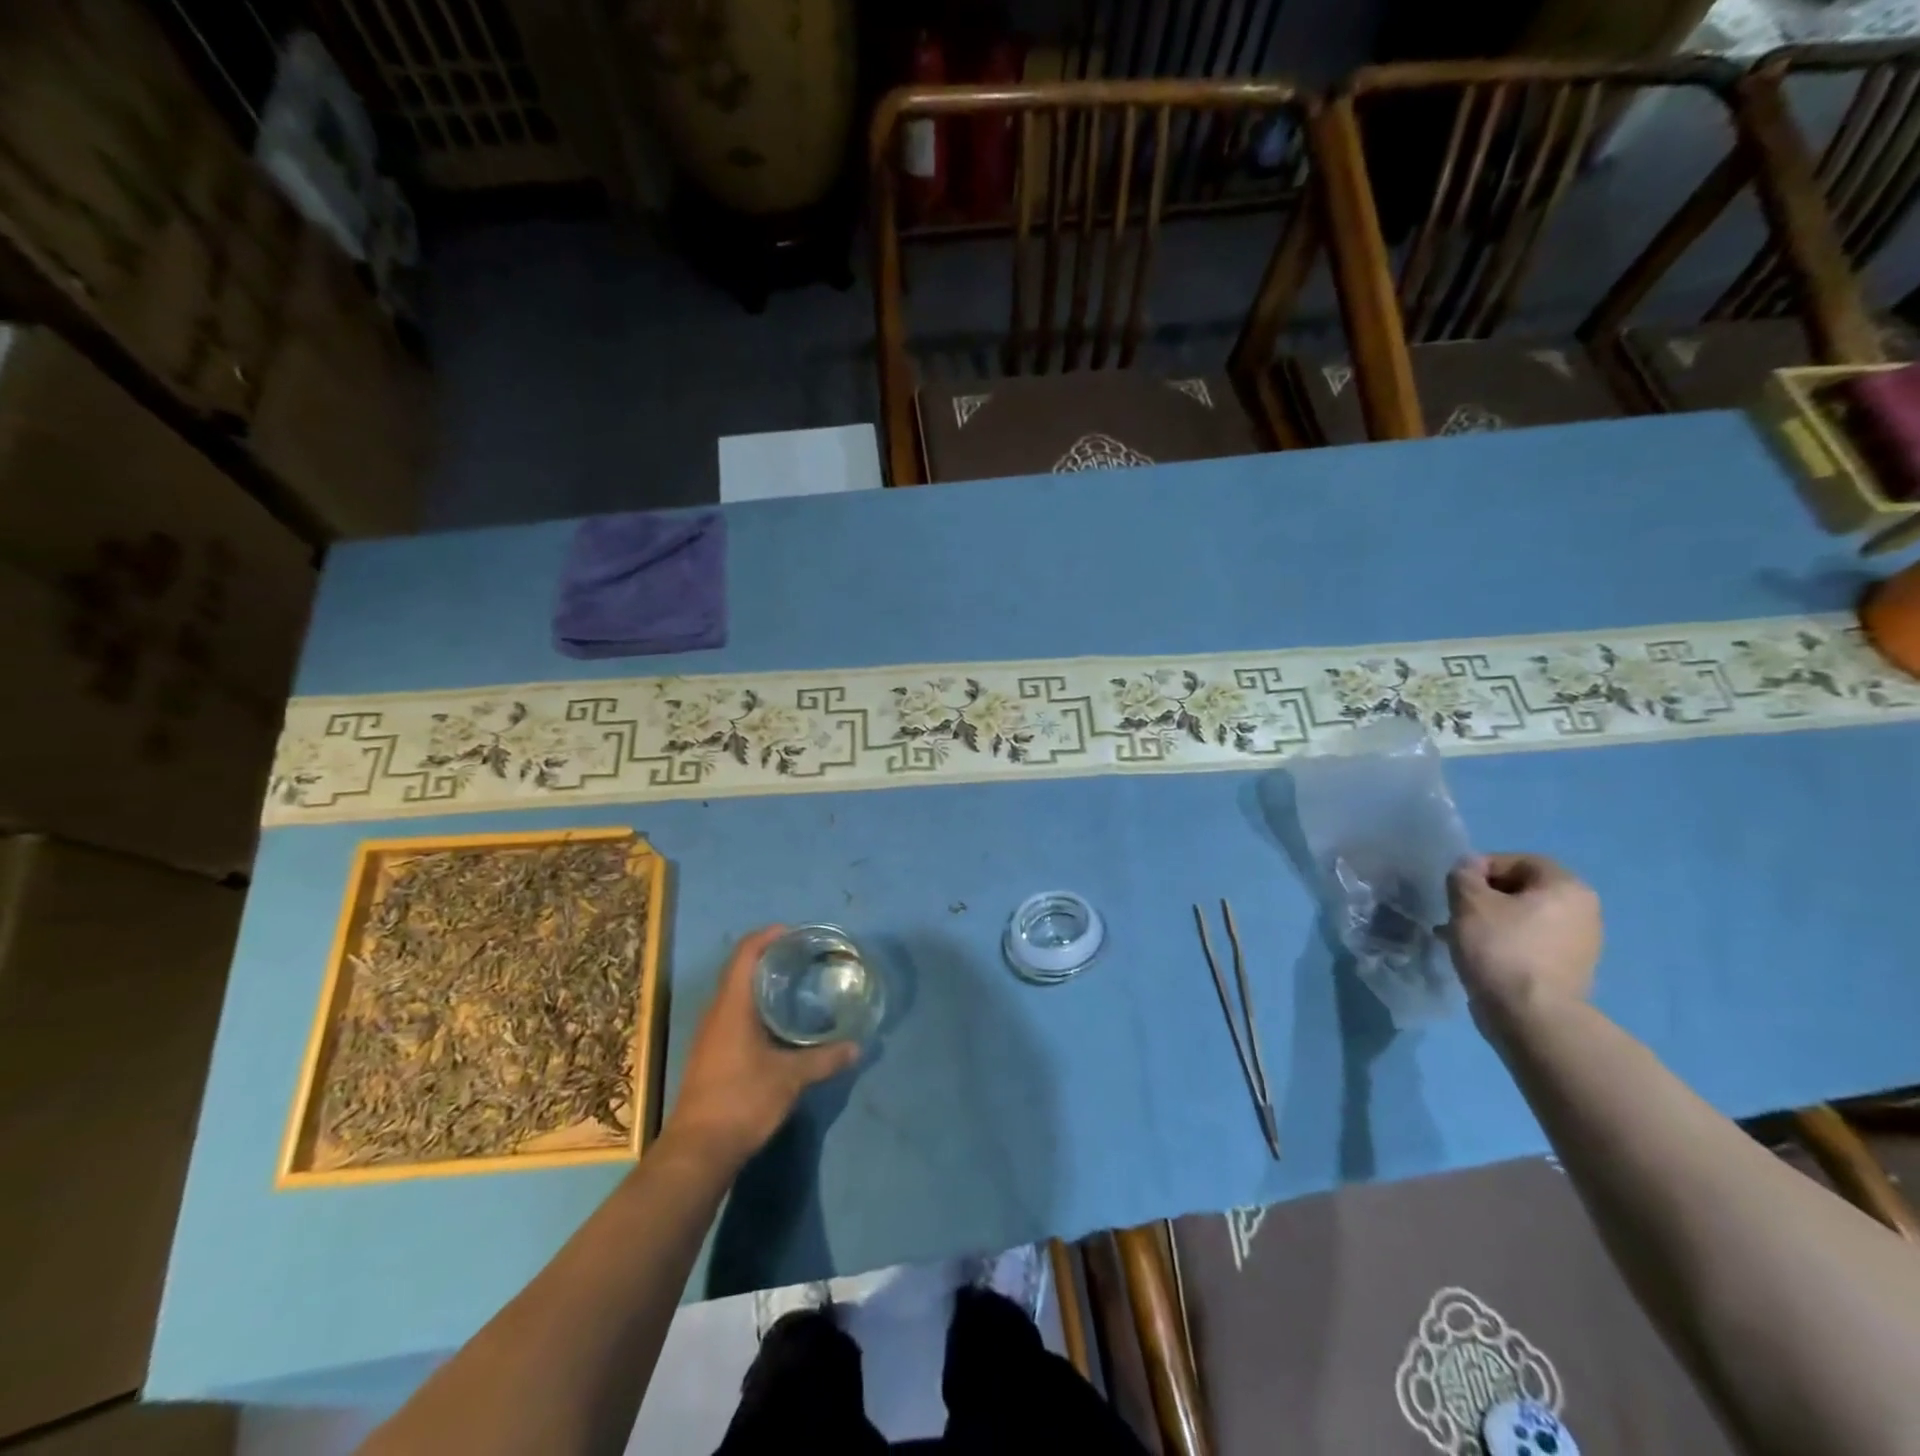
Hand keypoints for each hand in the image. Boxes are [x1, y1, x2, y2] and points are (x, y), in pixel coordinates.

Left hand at [664, 926, 860, 1167]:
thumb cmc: (742, 1101)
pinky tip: (780, 1022)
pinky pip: (735, 1014)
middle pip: (740, 969)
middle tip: (805, 957)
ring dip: (762, 983)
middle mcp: (717, 1013)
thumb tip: (857, 1047)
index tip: (795, 933)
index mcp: (732, 1006)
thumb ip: (824, 1059)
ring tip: (797, 984)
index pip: (745, 953)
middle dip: (770, 957)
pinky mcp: (712, 1054)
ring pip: (737, 994)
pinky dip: (757, 1006)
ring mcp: (711, 1034)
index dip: (768, 936)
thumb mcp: (790, 1078)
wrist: (698, 1151)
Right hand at [1444, 854, 1601, 1020]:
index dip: (1482, 868)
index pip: (1519, 861)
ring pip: (1525, 919)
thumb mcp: (1468, 901)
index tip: (1456, 888)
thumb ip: (1464, 875)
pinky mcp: (1571, 971)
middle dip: (1486, 898)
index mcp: (1566, 887)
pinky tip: (1481, 958)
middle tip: (1456, 912)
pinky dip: (1506, 944)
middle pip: (1524, 890)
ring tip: (1462, 937)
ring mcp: (1582, 944)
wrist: (1531, 1016)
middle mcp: (1584, 911)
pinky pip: (1532, 944)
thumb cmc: (1500, 947)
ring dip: (1493, 922)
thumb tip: (1469, 867)